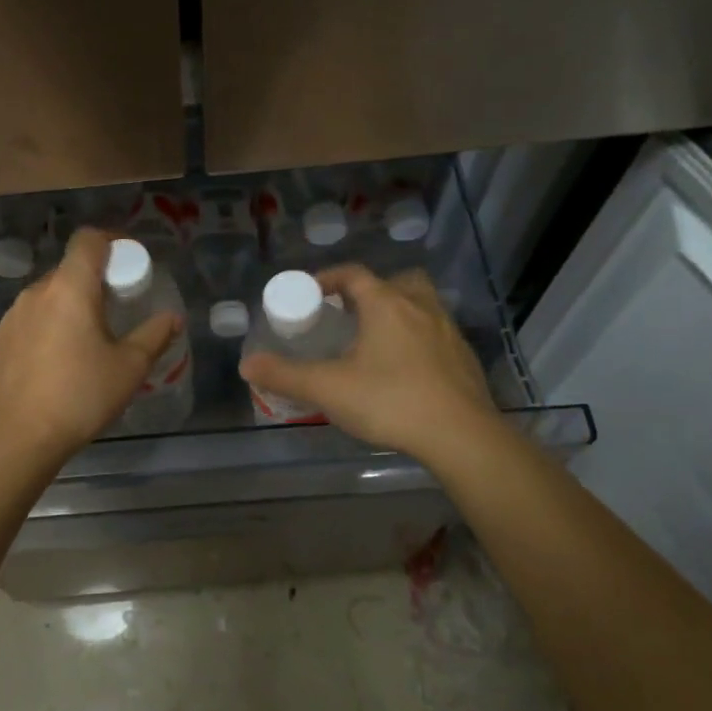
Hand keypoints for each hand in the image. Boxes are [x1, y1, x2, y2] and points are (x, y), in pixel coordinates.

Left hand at [0, 228, 180, 461]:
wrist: (22, 436)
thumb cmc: (82, 395)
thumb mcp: (129, 367)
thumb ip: (154, 335)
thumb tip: (173, 318)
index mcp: (70, 288)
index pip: (88, 240)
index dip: (111, 241)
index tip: (129, 263)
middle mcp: (37, 292)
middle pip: (69, 268)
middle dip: (95, 278)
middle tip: (116, 306)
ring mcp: (13, 314)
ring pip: (48, 294)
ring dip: (70, 302)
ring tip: (87, 335)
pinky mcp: (0, 338)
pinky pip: (31, 317)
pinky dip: (49, 323)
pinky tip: (58, 356)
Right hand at [238, 266, 502, 466]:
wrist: (462, 436)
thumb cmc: (390, 401)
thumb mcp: (328, 389)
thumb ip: (284, 375)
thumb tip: (247, 365)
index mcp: (385, 303)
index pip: (352, 274)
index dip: (327, 278)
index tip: (310, 293)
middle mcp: (419, 307)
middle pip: (394, 282)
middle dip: (370, 291)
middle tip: (349, 314)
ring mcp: (448, 331)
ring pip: (421, 305)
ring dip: (399, 312)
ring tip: (378, 340)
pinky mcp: (465, 357)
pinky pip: (437, 334)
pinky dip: (419, 340)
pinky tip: (407, 370)